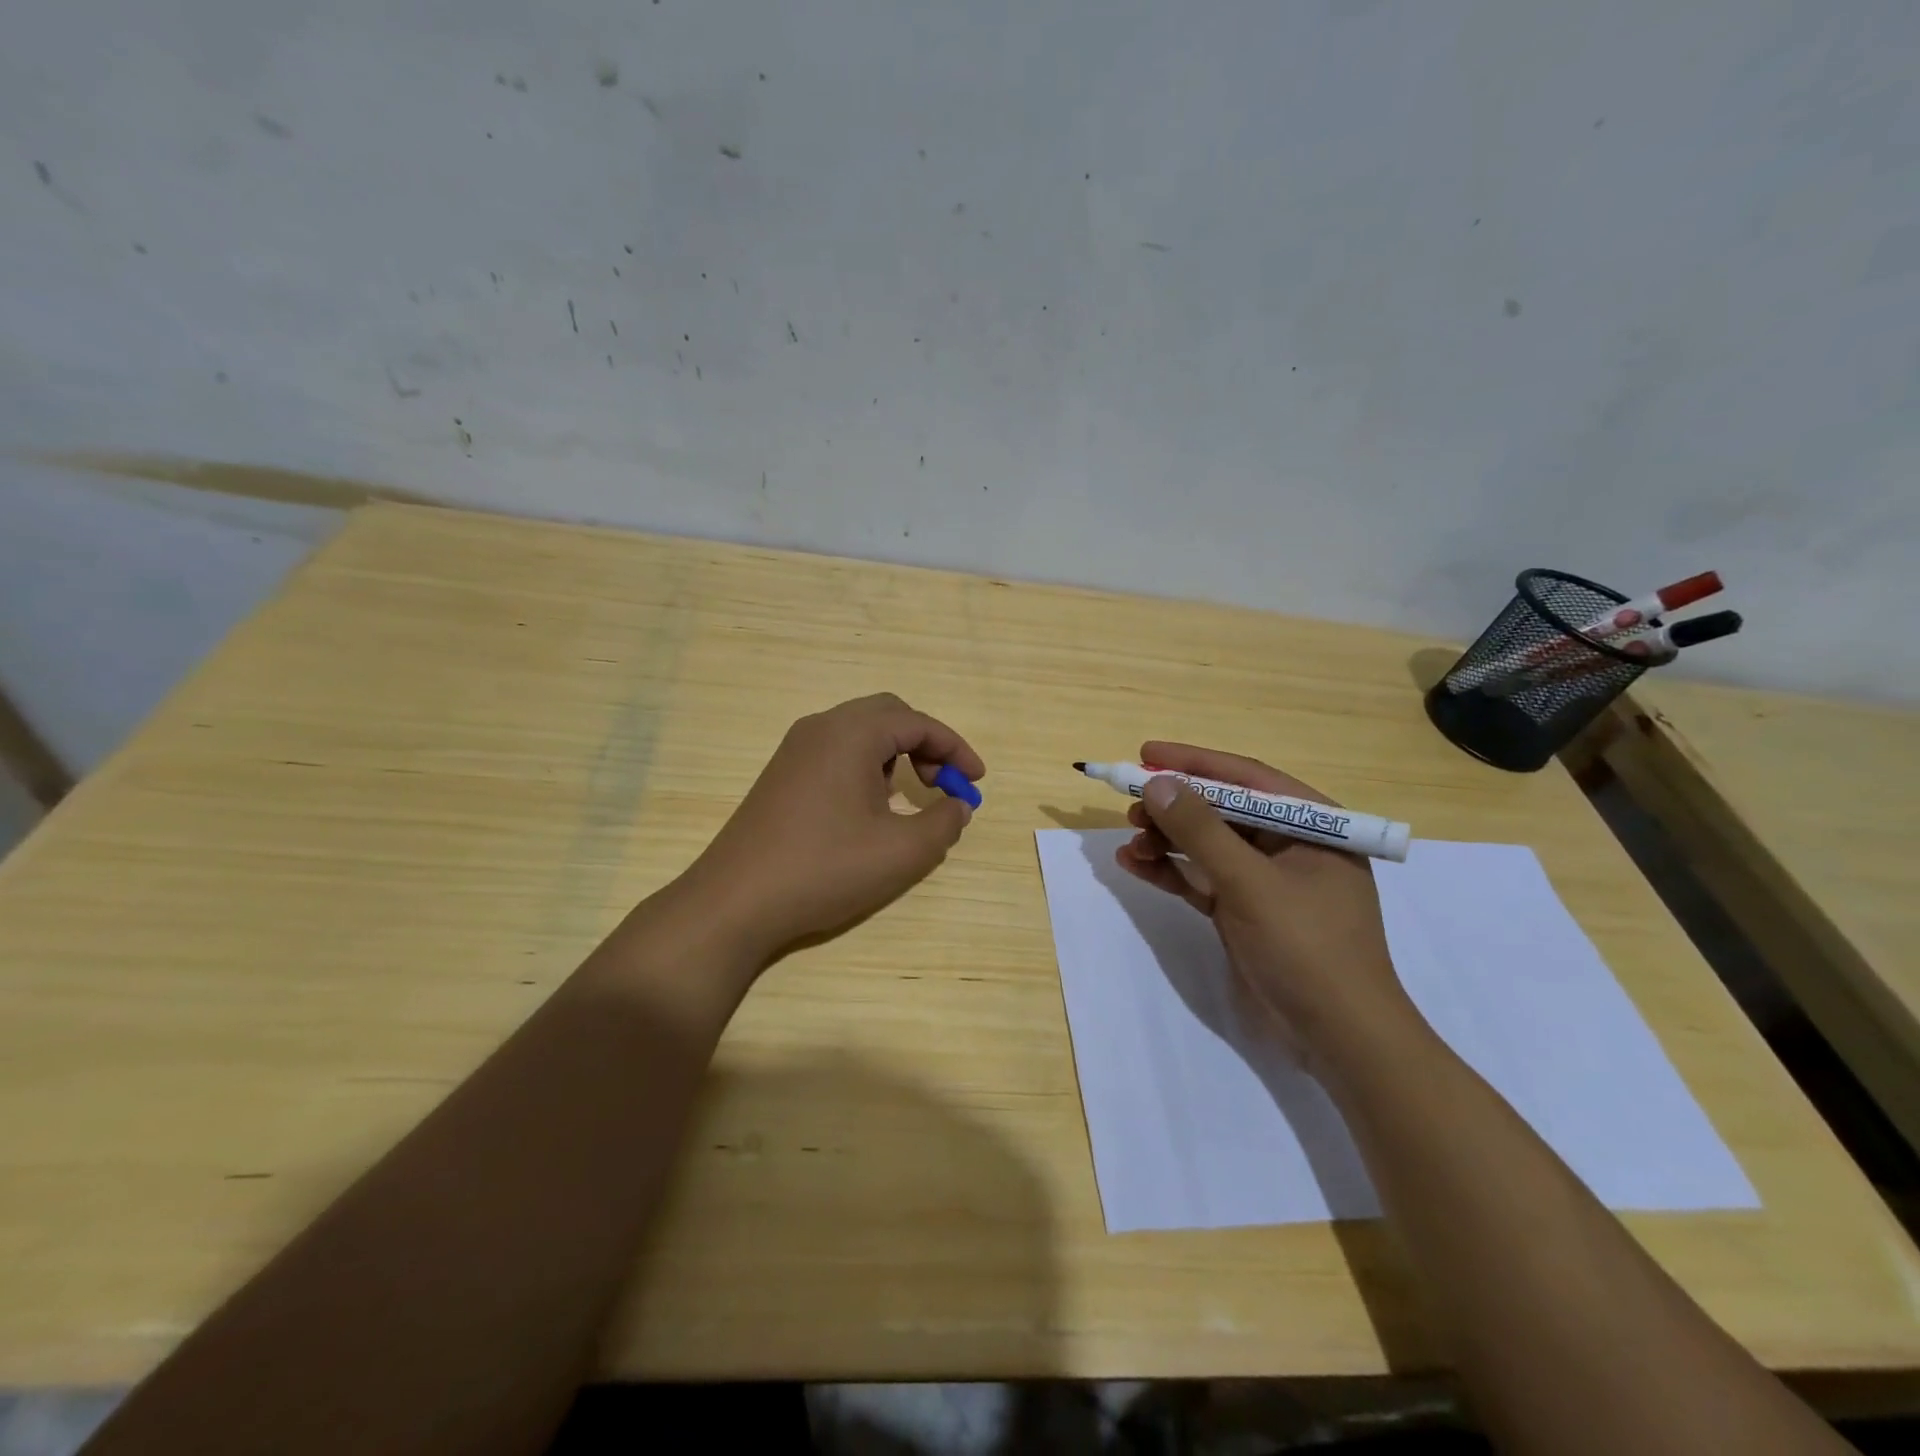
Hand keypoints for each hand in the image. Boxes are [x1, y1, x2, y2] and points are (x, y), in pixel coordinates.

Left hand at [683, 694, 983, 961]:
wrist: (735, 902)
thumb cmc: (825, 869)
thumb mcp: (902, 852)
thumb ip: (944, 822)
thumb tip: (957, 806)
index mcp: (852, 733)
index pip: (918, 722)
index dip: (956, 748)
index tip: (977, 781)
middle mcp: (821, 728)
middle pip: (888, 715)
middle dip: (925, 744)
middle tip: (944, 783)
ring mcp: (795, 749)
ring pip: (860, 732)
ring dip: (895, 754)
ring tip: (909, 796)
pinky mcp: (781, 774)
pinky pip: (836, 751)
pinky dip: (867, 766)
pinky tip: (868, 808)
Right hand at [1116, 741, 1417, 1067]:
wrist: (1338, 1039)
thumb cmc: (1306, 948)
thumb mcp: (1249, 883)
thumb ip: (1201, 830)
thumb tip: (1157, 783)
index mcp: (1312, 826)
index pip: (1246, 778)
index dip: (1194, 762)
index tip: (1146, 754)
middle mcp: (1290, 845)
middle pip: (1223, 810)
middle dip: (1175, 807)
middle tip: (1130, 806)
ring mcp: (1266, 881)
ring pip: (1208, 845)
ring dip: (1167, 840)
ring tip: (1129, 842)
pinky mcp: (1245, 912)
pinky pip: (1202, 879)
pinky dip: (1171, 871)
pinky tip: (1135, 865)